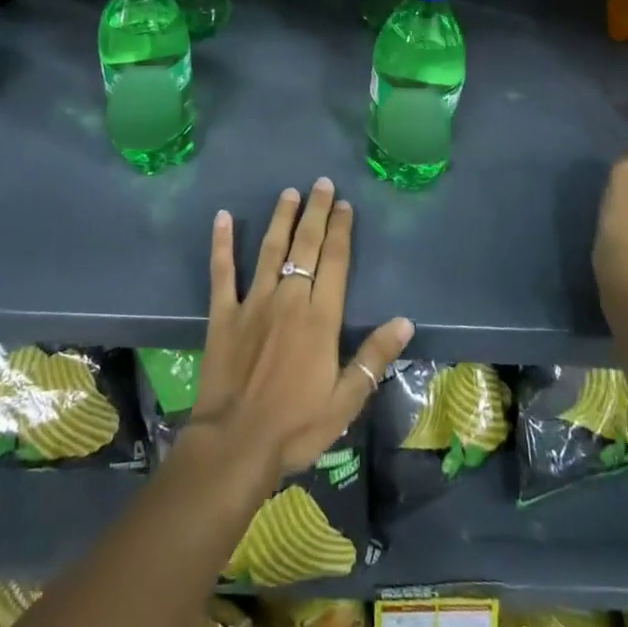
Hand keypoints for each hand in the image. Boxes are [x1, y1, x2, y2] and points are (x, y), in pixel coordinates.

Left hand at [195, 178, 413, 483]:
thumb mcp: (346, 401)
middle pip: (306, 246)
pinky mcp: (224, 313)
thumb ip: (374, 357)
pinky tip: (223, 217)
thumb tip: (405, 321)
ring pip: (270, 250)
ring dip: (281, 218)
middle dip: (316, 213)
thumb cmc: (296, 426)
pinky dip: (222, 243)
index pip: (335, 262)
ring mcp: (253, 302)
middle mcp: (289, 299)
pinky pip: (222, 271)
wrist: (236, 442)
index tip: (345, 205)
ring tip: (289, 192)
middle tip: (322, 184)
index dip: (341, 231)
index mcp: (320, 318)